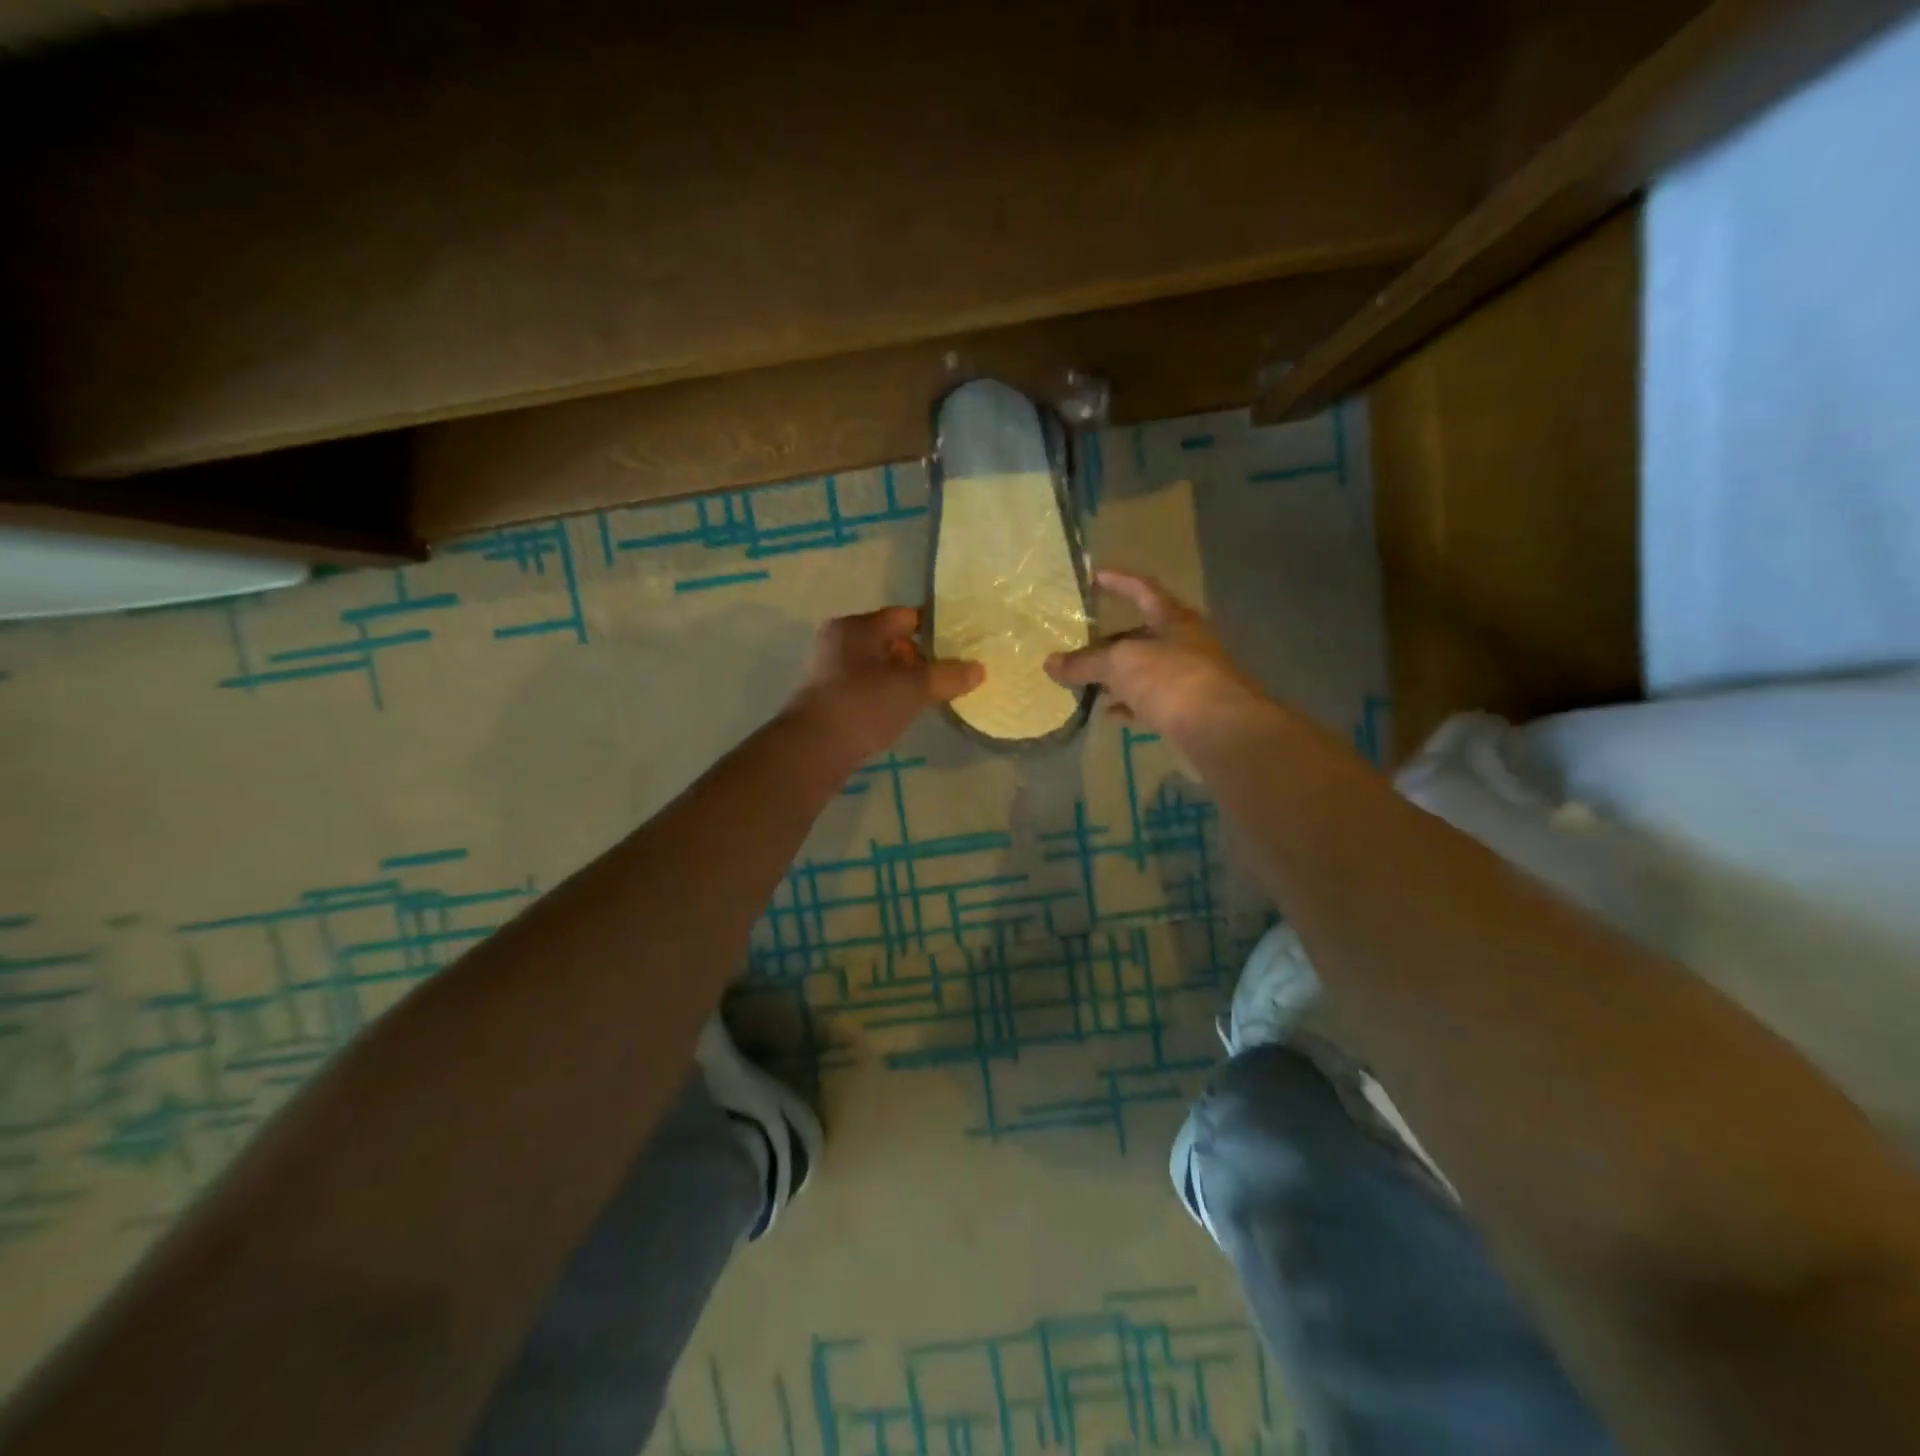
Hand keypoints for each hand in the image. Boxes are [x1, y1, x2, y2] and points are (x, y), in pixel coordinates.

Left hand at [788, 606, 982, 760]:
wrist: (813, 749)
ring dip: (902, 679)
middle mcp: (840, 641)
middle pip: (890, 641)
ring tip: (928, 697)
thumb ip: (948, 676)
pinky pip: (865, 687)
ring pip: (877, 666)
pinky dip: (884, 695)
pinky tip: (900, 713)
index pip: (905, 617)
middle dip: (919, 658)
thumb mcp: (913, 689)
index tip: (960, 647)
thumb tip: (979, 669)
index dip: (935, 629)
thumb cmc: (863, 705)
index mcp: (857, 626)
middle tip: (947, 677)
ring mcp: (829, 670)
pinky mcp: (826, 698)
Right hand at [1044, 570, 1268, 744]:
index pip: (1143, 589)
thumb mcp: (1120, 664)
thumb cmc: (1171, 679)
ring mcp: (1190, 677)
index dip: (1118, 581)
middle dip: (1111, 641)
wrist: (1220, 728)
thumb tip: (1049, 663)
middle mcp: (1186, 643)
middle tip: (1081, 647)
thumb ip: (1085, 662)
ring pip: (1147, 670)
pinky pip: (1153, 701)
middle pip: (1143, 634)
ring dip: (1119, 676)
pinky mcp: (1190, 709)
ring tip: (1088, 683)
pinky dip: (1130, 704)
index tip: (1094, 577)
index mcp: (1173, 619)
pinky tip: (1110, 713)